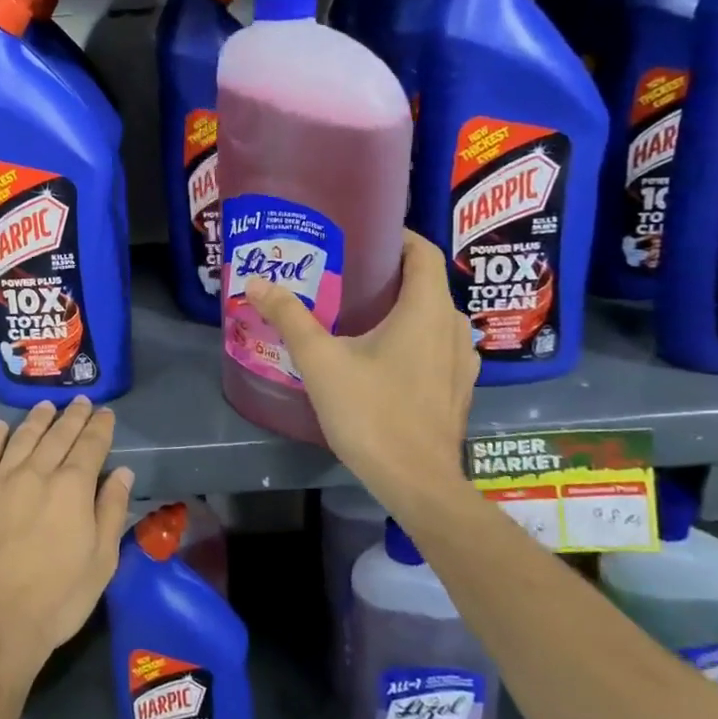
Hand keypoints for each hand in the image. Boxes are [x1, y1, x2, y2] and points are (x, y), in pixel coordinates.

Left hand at [0, 398, 134, 691]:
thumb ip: (111, 511)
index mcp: (72, 488)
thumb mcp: (101, 562)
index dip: (100, 427)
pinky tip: (0, 426)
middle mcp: (37, 474)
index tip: (105, 414)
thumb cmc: (57, 599)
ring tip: (47, 406)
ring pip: (22, 437)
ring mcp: (1, 482)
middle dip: (72, 416)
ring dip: (37, 419)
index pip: (90, 446)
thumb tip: (122, 472)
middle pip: (58, 435)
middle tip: (80, 401)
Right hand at [245, 230, 476, 503]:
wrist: (416, 483)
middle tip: (347, 274)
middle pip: (426, 284)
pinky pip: (436, 346)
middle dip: (390, 274)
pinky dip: (413, 338)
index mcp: (427, 309)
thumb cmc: (371, 413)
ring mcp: (461, 361)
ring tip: (361, 314)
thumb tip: (256, 282)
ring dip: (403, 308)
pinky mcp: (457, 389)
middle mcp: (453, 327)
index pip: (424, 252)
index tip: (363, 235)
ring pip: (432, 317)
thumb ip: (290, 317)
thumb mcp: (320, 361)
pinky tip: (383, 357)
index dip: (398, 236)